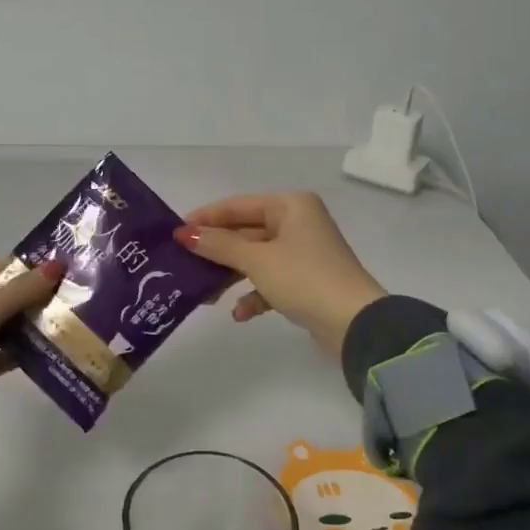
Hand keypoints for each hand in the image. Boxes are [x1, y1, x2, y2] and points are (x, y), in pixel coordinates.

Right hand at [176, 193, 386, 355]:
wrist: (354, 323)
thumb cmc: (304, 278)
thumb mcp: (256, 260)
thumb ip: (218, 245)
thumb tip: (184, 234)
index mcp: (291, 206)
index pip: (237, 206)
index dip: (205, 218)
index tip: (175, 233)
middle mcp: (298, 223)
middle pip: (245, 232)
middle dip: (216, 252)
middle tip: (183, 265)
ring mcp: (303, 253)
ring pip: (255, 258)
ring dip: (231, 276)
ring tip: (205, 294)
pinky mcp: (306, 281)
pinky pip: (270, 280)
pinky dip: (254, 294)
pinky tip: (241, 314)